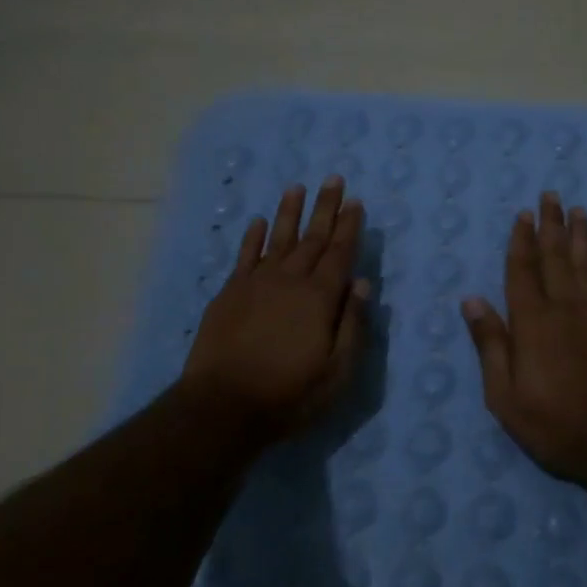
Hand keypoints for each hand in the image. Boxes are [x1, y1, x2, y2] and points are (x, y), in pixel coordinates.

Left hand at [182, 177, 370, 437]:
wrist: (223, 406)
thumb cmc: (289, 394)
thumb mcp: (336, 371)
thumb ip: (352, 325)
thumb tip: (363, 283)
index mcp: (320, 298)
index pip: (340, 253)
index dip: (349, 227)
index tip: (356, 202)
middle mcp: (290, 280)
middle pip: (312, 238)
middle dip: (325, 208)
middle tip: (334, 180)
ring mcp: (256, 283)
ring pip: (277, 239)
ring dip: (289, 212)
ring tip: (296, 187)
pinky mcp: (230, 293)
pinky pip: (245, 256)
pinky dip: (253, 237)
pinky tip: (259, 222)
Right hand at [462, 192, 586, 486]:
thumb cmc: (553, 422)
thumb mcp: (504, 395)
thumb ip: (490, 344)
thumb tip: (471, 300)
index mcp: (532, 322)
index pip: (523, 270)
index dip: (521, 241)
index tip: (523, 214)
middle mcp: (564, 307)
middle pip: (556, 257)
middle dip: (551, 225)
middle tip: (550, 196)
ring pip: (585, 263)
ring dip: (579, 234)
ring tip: (577, 210)